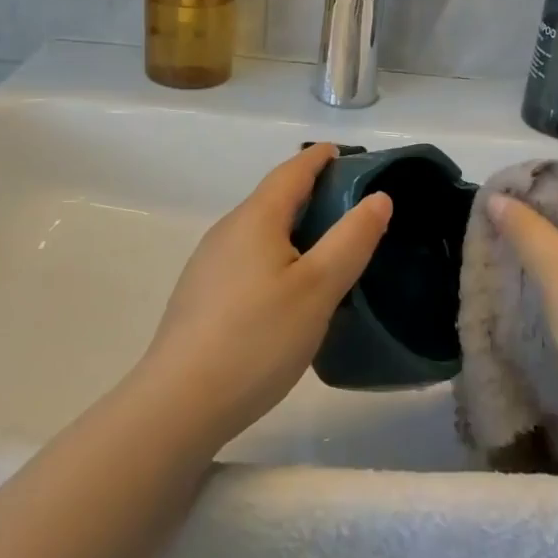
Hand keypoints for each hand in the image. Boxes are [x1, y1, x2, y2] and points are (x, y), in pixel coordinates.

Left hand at [139, 144, 391, 445]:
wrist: (179, 403)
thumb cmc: (257, 338)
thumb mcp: (318, 288)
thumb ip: (351, 240)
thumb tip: (378, 197)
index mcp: (256, 219)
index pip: (292, 172)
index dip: (321, 159)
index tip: (346, 154)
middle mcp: (227, 231)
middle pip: (274, 199)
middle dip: (312, 193)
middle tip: (352, 208)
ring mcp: (209, 264)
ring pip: (260, 231)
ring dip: (294, 228)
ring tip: (328, 248)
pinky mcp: (202, 295)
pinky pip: (248, 258)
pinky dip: (277, 255)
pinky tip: (289, 289)